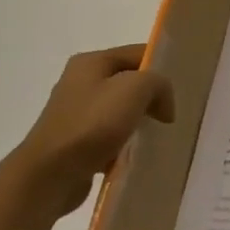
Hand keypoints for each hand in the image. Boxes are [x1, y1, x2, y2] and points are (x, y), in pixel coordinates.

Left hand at [5, 45, 175, 216]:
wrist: (49, 176)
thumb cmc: (92, 124)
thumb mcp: (136, 89)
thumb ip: (158, 84)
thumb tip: (163, 104)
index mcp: (90, 62)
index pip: (138, 53)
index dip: (162, 67)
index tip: (181, 90)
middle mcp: (80, 82)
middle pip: (130, 82)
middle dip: (152, 97)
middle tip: (172, 114)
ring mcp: (76, 112)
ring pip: (122, 110)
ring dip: (140, 122)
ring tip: (157, 135)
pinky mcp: (75, 140)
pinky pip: (110, 135)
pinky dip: (124, 143)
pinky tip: (135, 154)